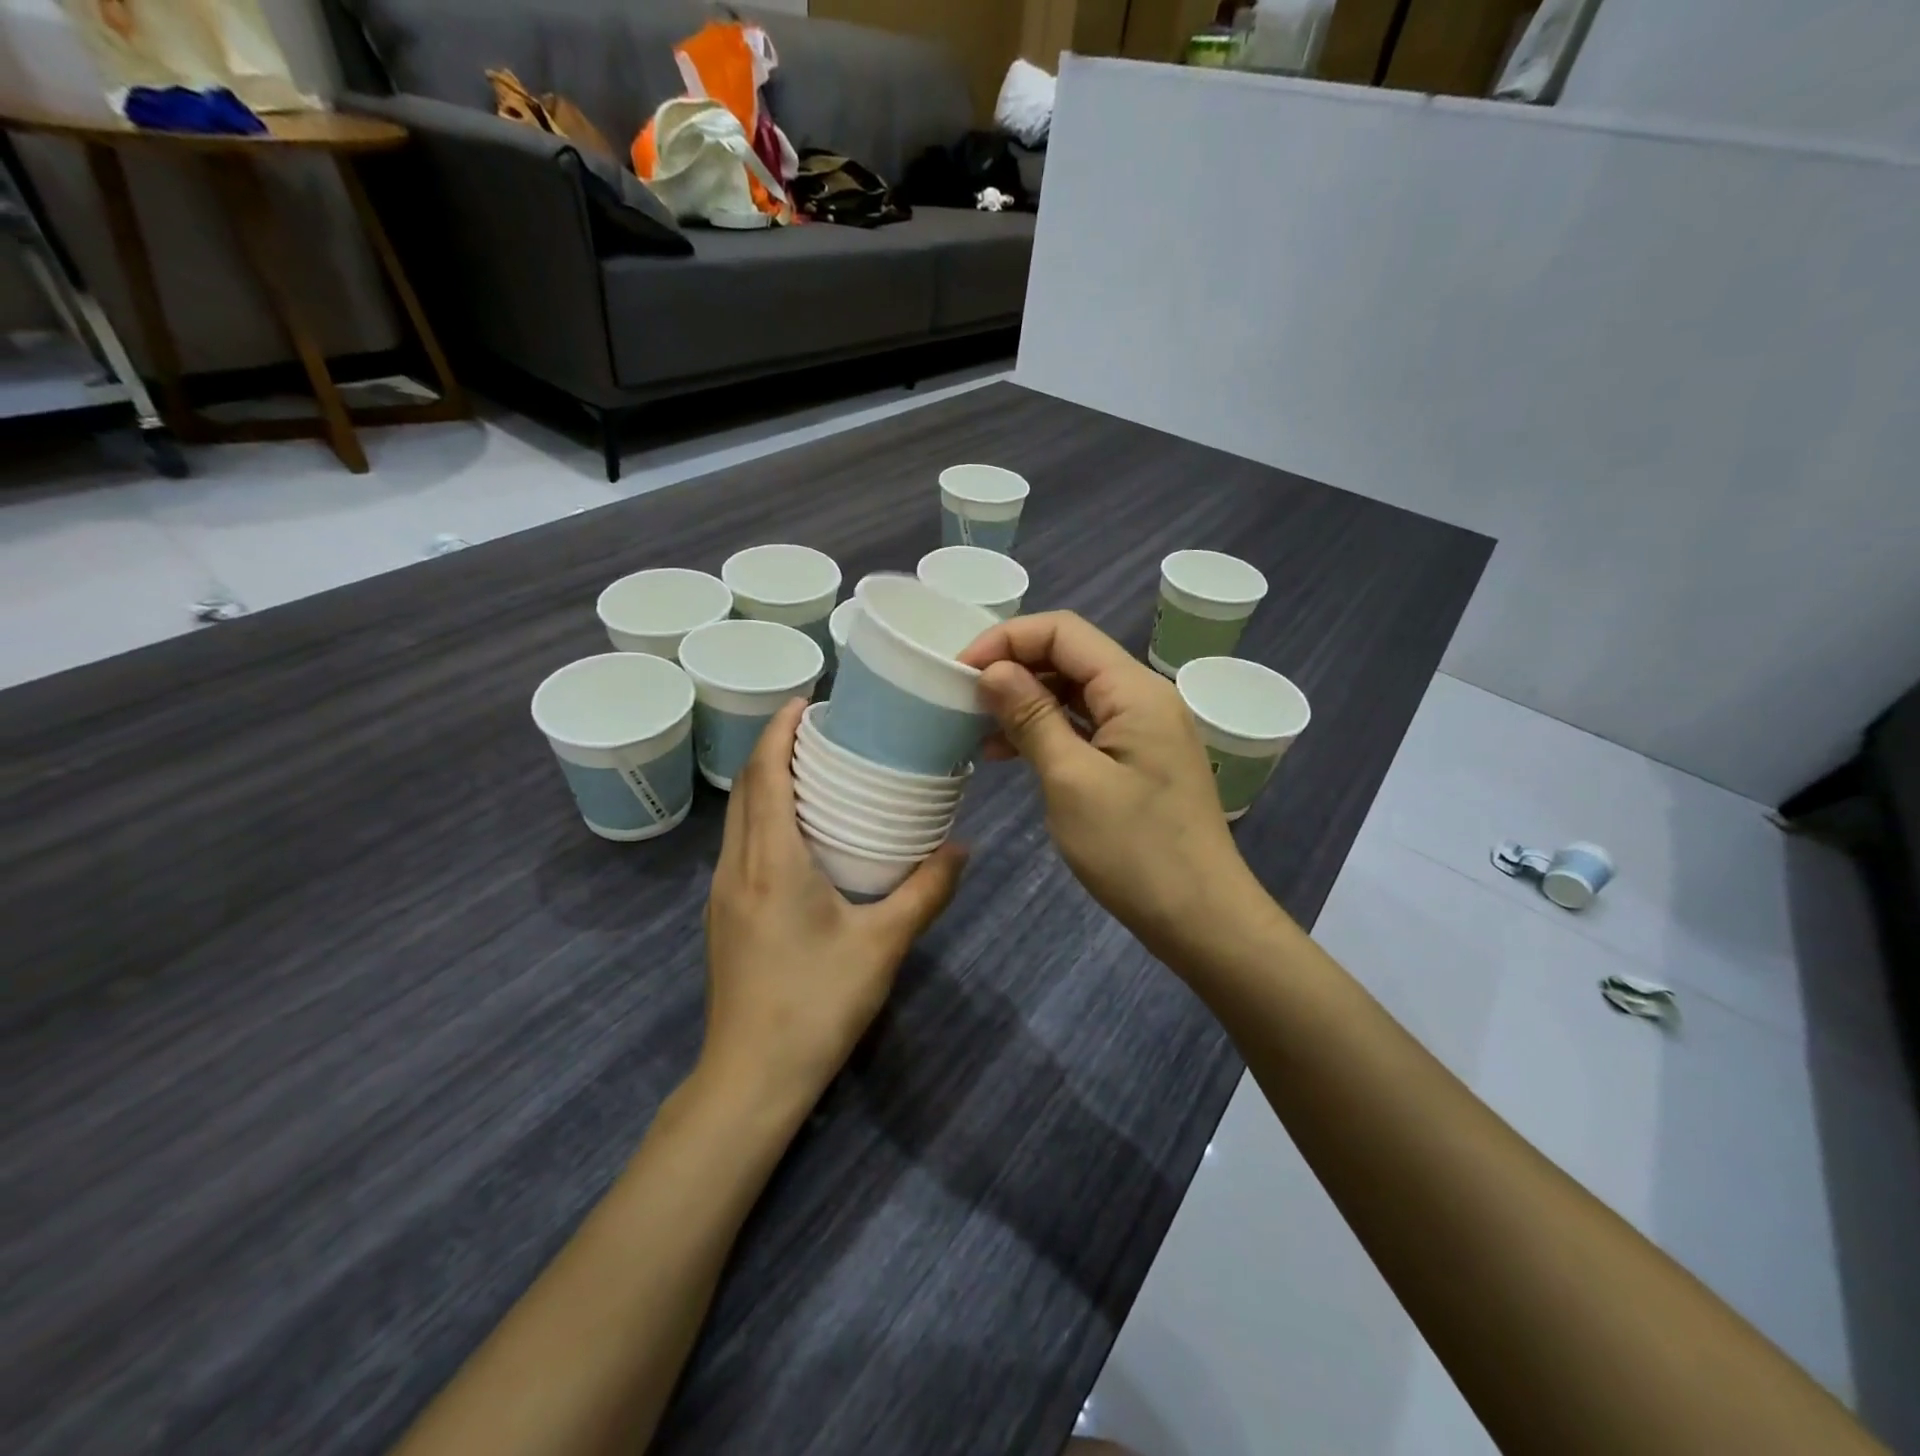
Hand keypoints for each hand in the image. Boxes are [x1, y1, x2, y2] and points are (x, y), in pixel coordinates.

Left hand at [702, 698, 965, 1111]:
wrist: (751, 1078)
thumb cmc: (817, 1004)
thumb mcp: (883, 944)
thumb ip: (926, 891)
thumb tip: (963, 848)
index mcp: (771, 862)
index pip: (766, 775)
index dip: (779, 730)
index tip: (806, 700)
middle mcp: (737, 867)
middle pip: (748, 788)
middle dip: (775, 748)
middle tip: (821, 729)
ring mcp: (723, 893)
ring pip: (739, 817)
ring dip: (767, 781)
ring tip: (812, 768)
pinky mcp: (724, 916)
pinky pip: (741, 844)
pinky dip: (764, 815)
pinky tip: (798, 831)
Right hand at [960, 612, 1260, 965]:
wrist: (1201, 918)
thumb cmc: (1135, 851)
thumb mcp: (1071, 781)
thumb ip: (1032, 717)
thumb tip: (992, 671)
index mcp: (1134, 690)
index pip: (1063, 632)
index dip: (1007, 639)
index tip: (960, 672)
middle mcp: (1143, 697)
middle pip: (1069, 657)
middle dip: (1013, 669)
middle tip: (963, 701)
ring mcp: (1143, 730)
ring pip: (1074, 693)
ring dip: (1026, 702)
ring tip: (978, 731)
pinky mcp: (1137, 760)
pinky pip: (1085, 727)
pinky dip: (1047, 731)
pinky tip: (1011, 754)